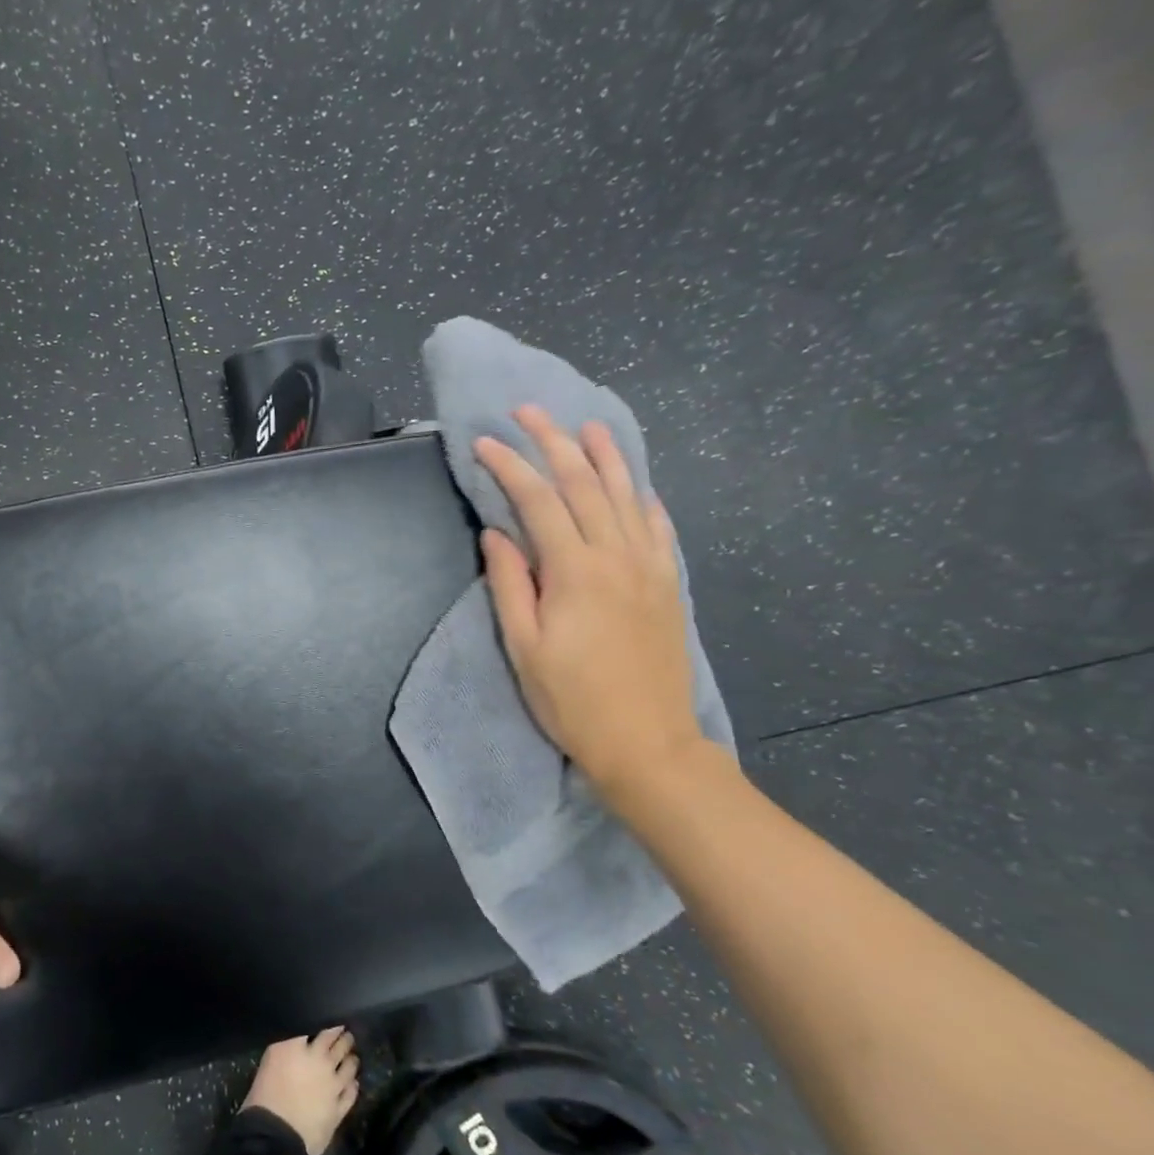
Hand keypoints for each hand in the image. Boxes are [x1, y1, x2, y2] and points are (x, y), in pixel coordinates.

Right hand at [474, 407, 705, 795]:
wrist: (647, 743)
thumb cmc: (571, 700)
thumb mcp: (523, 647)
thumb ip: (511, 584)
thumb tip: (497, 534)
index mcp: (576, 571)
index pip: (539, 502)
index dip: (510, 467)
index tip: (484, 443)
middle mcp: (617, 556)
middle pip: (585, 485)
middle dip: (554, 442)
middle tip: (530, 411)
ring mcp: (650, 568)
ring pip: (627, 496)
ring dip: (605, 456)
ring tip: (589, 425)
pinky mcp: (668, 585)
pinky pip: (658, 528)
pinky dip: (644, 499)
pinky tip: (636, 485)